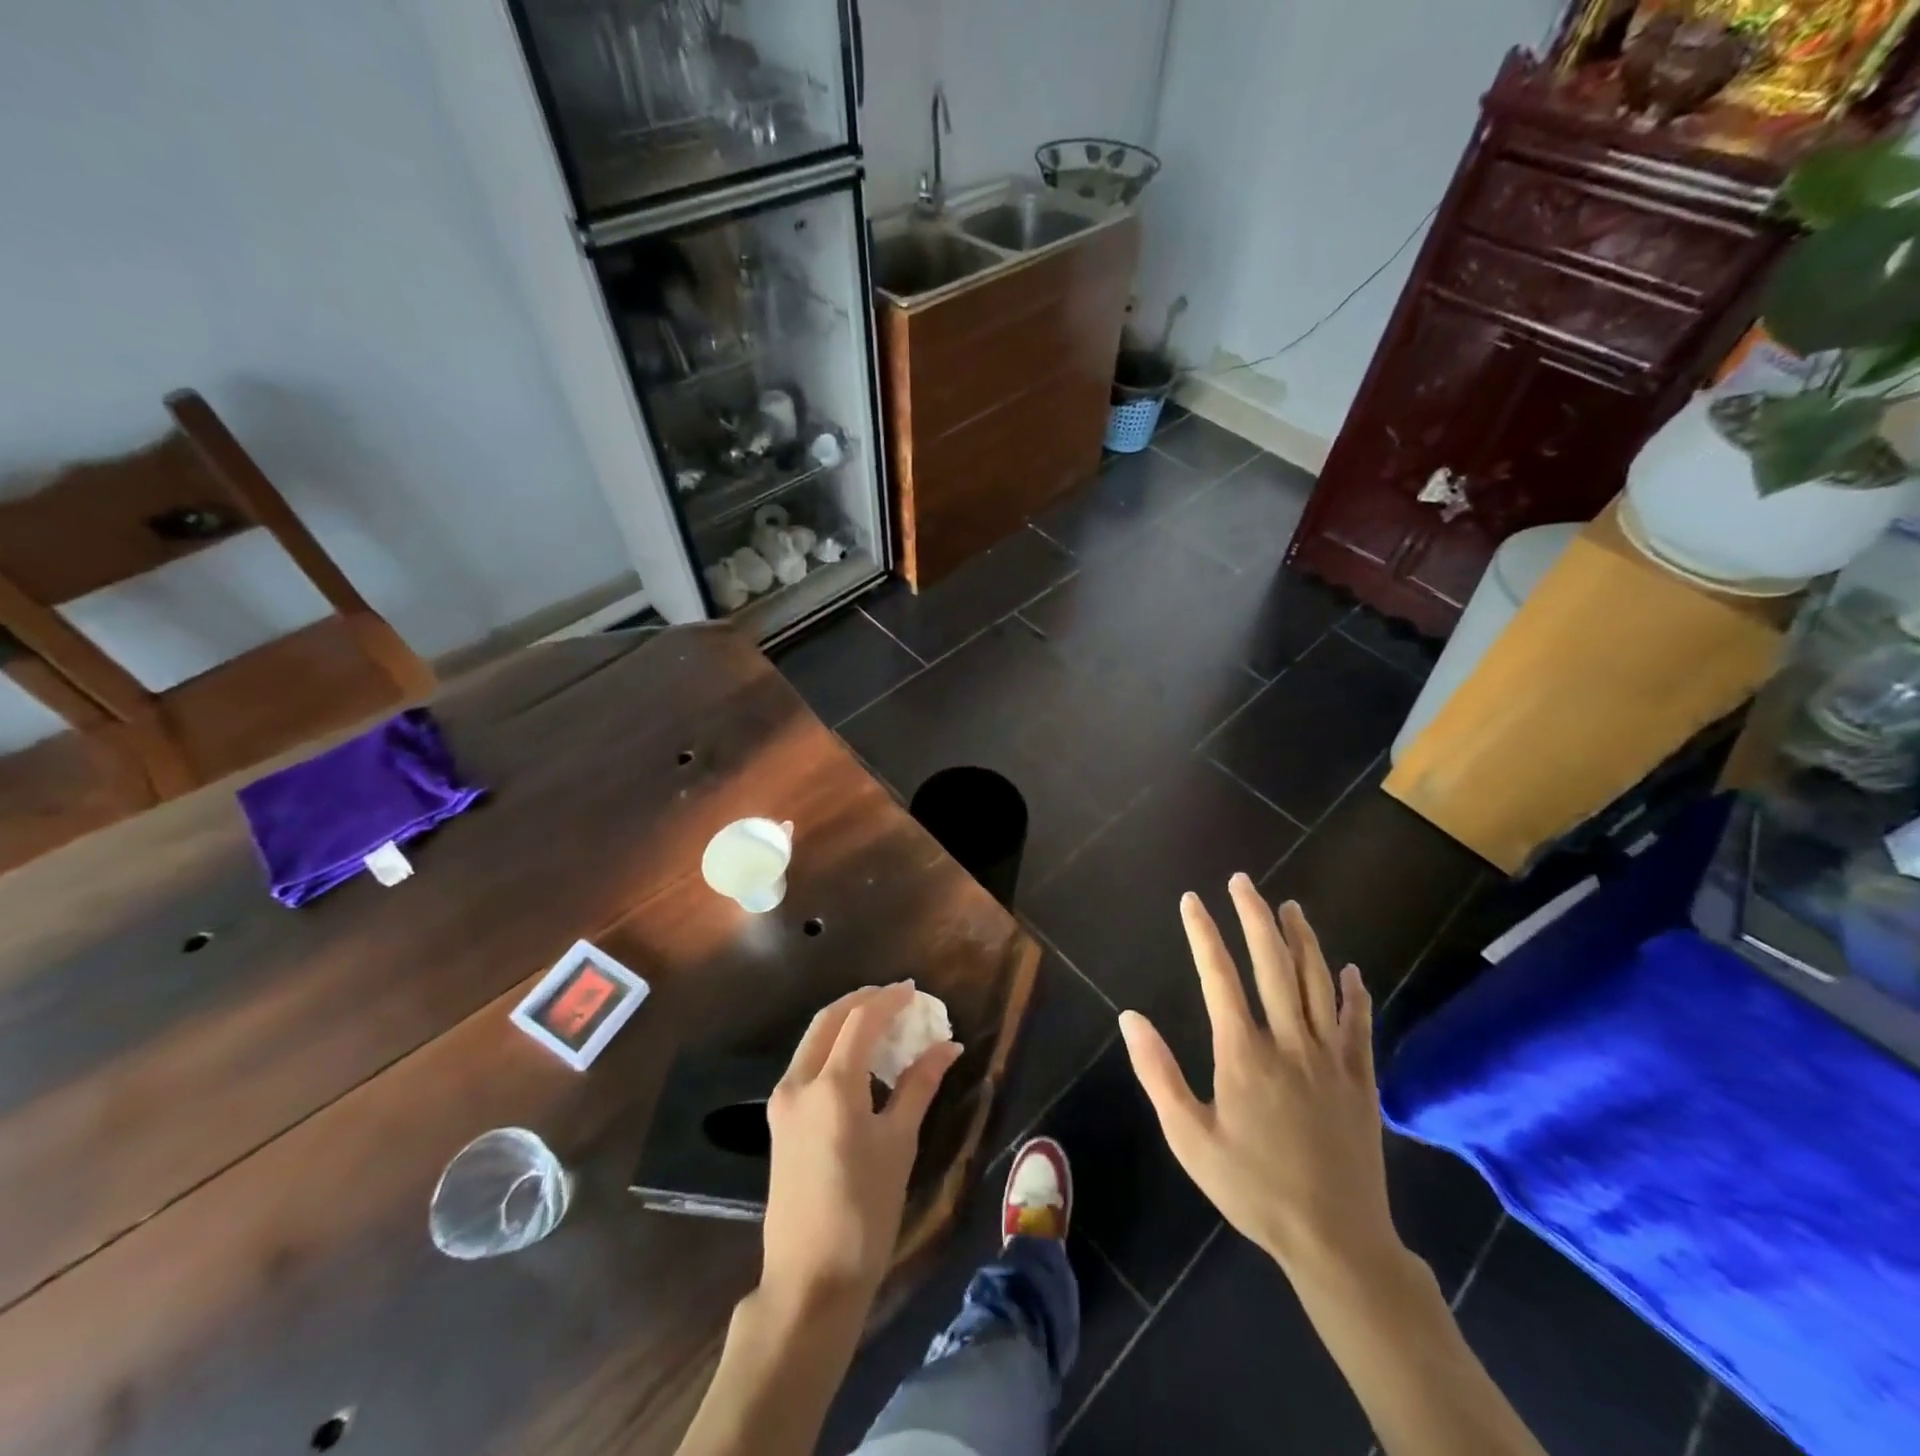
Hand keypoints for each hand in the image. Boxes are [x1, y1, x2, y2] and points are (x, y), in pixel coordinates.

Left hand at [761, 981, 963, 1315]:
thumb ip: (919, 1085)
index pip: (861, 1020)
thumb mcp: (899, 1143)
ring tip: (883, 1023)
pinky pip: (808, 1064)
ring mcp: (783, 1101)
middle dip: (863, 1001)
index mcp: (831, 1085)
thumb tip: (948, 1047)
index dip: (890, 1000)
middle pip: (829, 1019)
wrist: (810, 1279)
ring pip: (814, 1039)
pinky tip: (860, 1060)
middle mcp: (799, 1082)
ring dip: (846, 1022)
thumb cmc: (865, 1211)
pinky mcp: (779, 1120)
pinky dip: (834, 1048)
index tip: (915, 990)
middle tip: (897, 998)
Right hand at [1120, 876, 1400, 1281]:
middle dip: (1255, 917)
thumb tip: (1130, 1017)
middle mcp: (1290, 1042)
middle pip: (1273, 964)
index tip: (1192, 900)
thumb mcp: (1190, 1139)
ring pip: (1318, 982)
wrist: (1336, 1241)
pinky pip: (1359, 1024)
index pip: (1219, 976)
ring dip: (1303, 939)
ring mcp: (1331, 1058)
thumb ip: (1158, 1073)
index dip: (1203, 933)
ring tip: (1291, 907)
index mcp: (1244, 1053)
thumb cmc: (1253, 1188)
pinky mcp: (1361, 1079)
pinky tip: (1349, 970)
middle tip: (1243, 882)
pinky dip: (1354, 992)